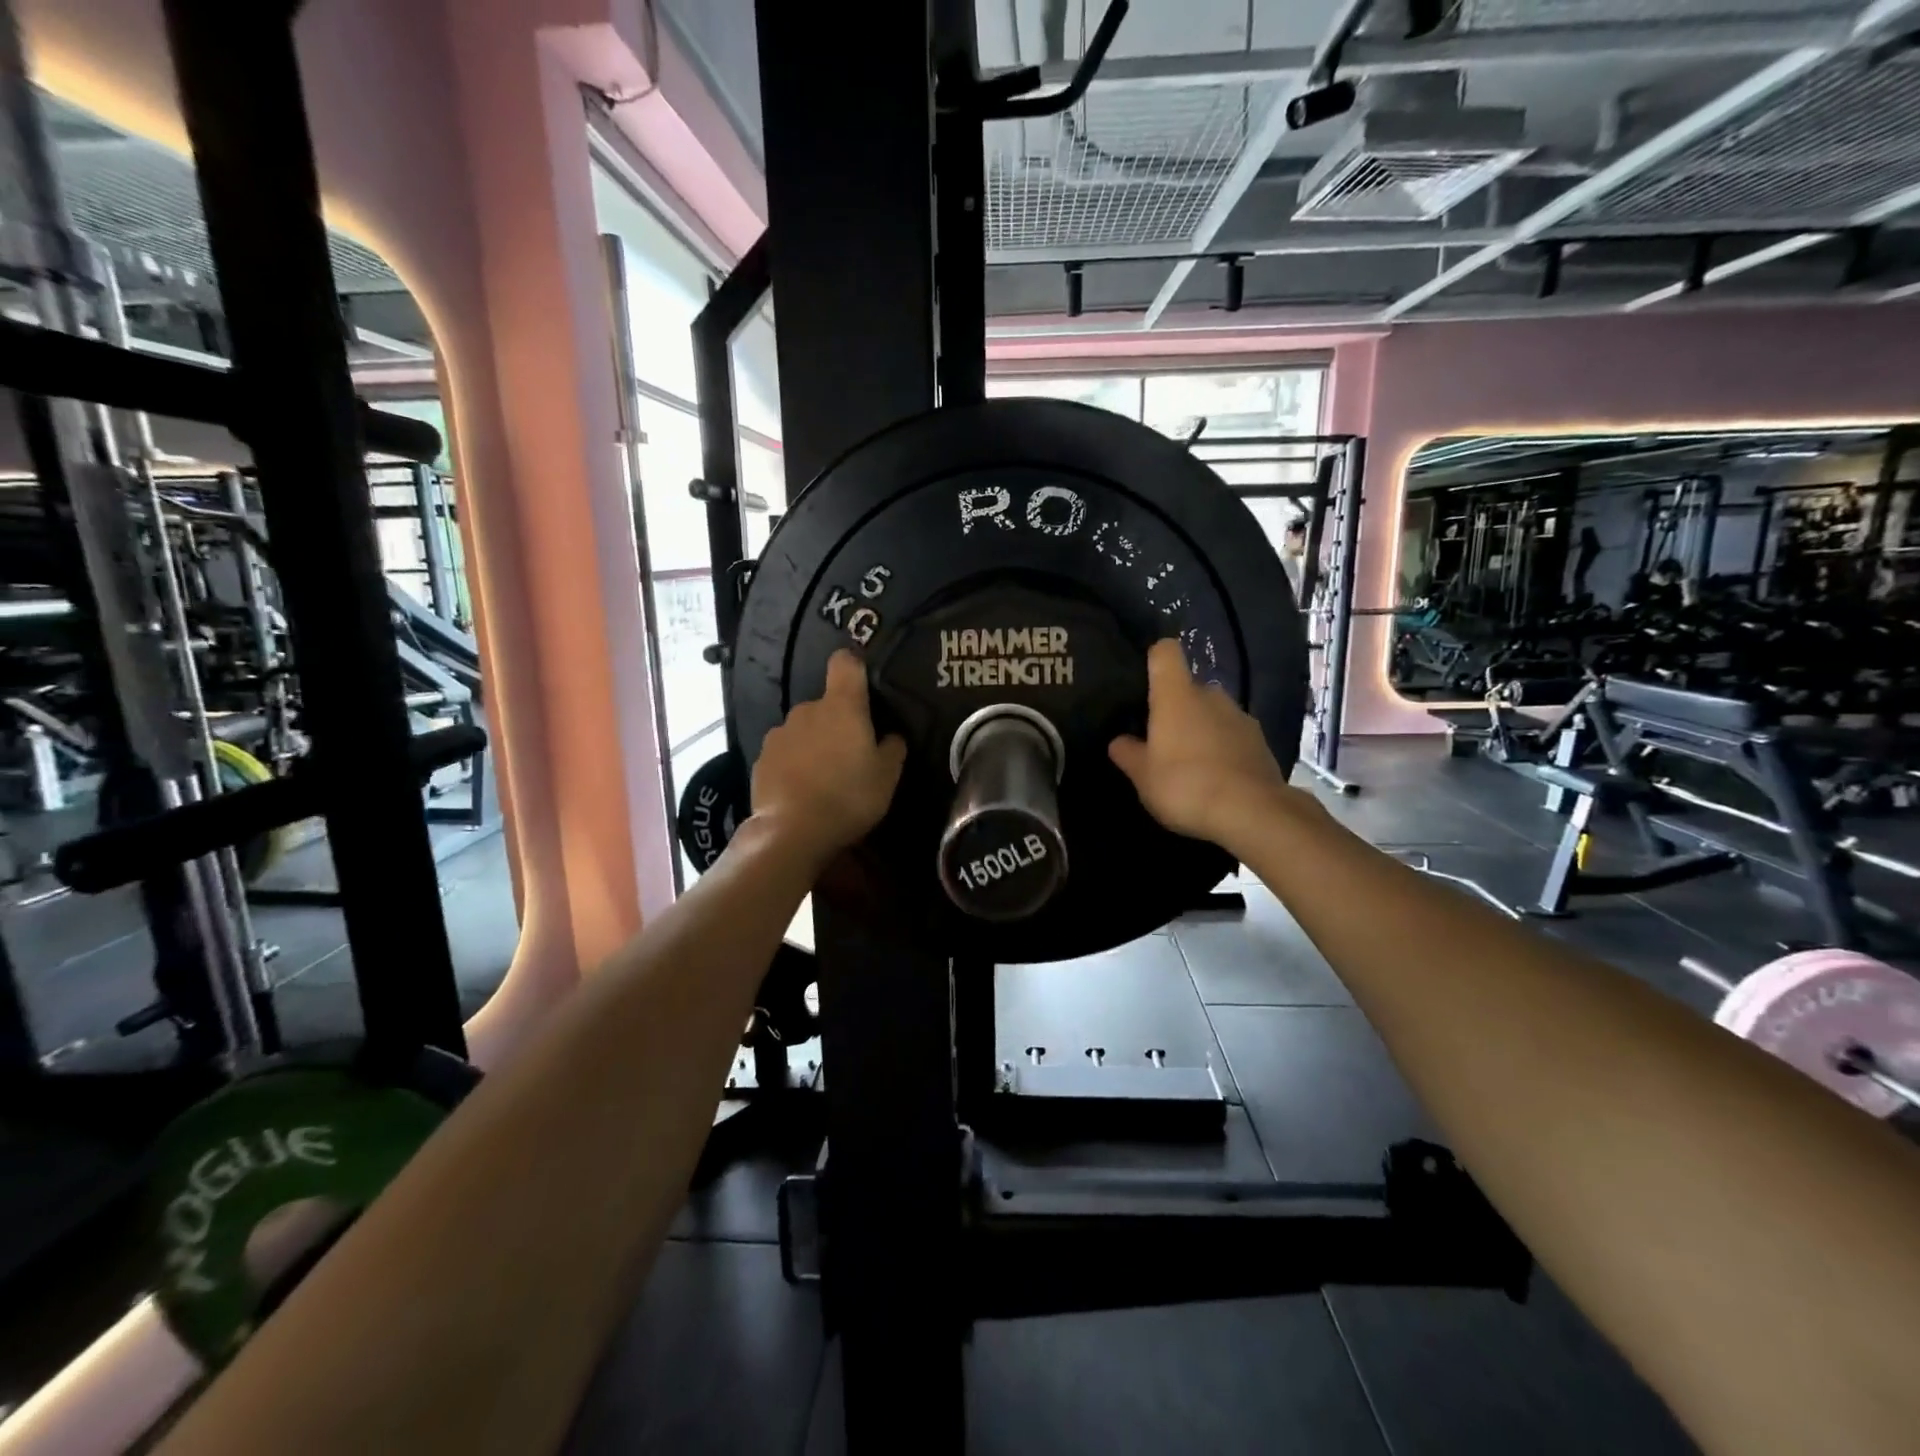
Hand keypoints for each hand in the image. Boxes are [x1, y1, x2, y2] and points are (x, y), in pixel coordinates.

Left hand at [752, 650, 907, 865]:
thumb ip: (892, 748)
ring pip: (803, 730)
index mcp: (842, 706)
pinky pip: (784, 752)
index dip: (854, 668)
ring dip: (814, 744)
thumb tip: (890, 736)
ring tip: (823, 777)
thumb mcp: (887, 777)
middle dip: (837, 723)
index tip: (863, 686)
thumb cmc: (849, 797)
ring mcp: (779, 733)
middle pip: (826, 705)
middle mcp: (807, 710)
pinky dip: (793, 764)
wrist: (792, 831)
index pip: (844, 663)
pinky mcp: (761, 758)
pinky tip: (801, 790)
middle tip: (850, 755)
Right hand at [1108, 639, 1305, 848]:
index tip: (1143, 681)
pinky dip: (1221, 748)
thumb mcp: (1142, 776)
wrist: (1251, 812)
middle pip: (1188, 687)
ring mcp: (1240, 717)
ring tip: (1188, 763)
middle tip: (1160, 739)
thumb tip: (1119, 741)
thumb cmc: (1185, 785)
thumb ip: (1127, 753)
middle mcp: (1211, 696)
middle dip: (1175, 707)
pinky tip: (1214, 777)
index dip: (1153, 659)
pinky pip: (1232, 735)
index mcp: (1177, 695)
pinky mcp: (1260, 741)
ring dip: (1200, 729)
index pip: (1165, 652)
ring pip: (1212, 712)